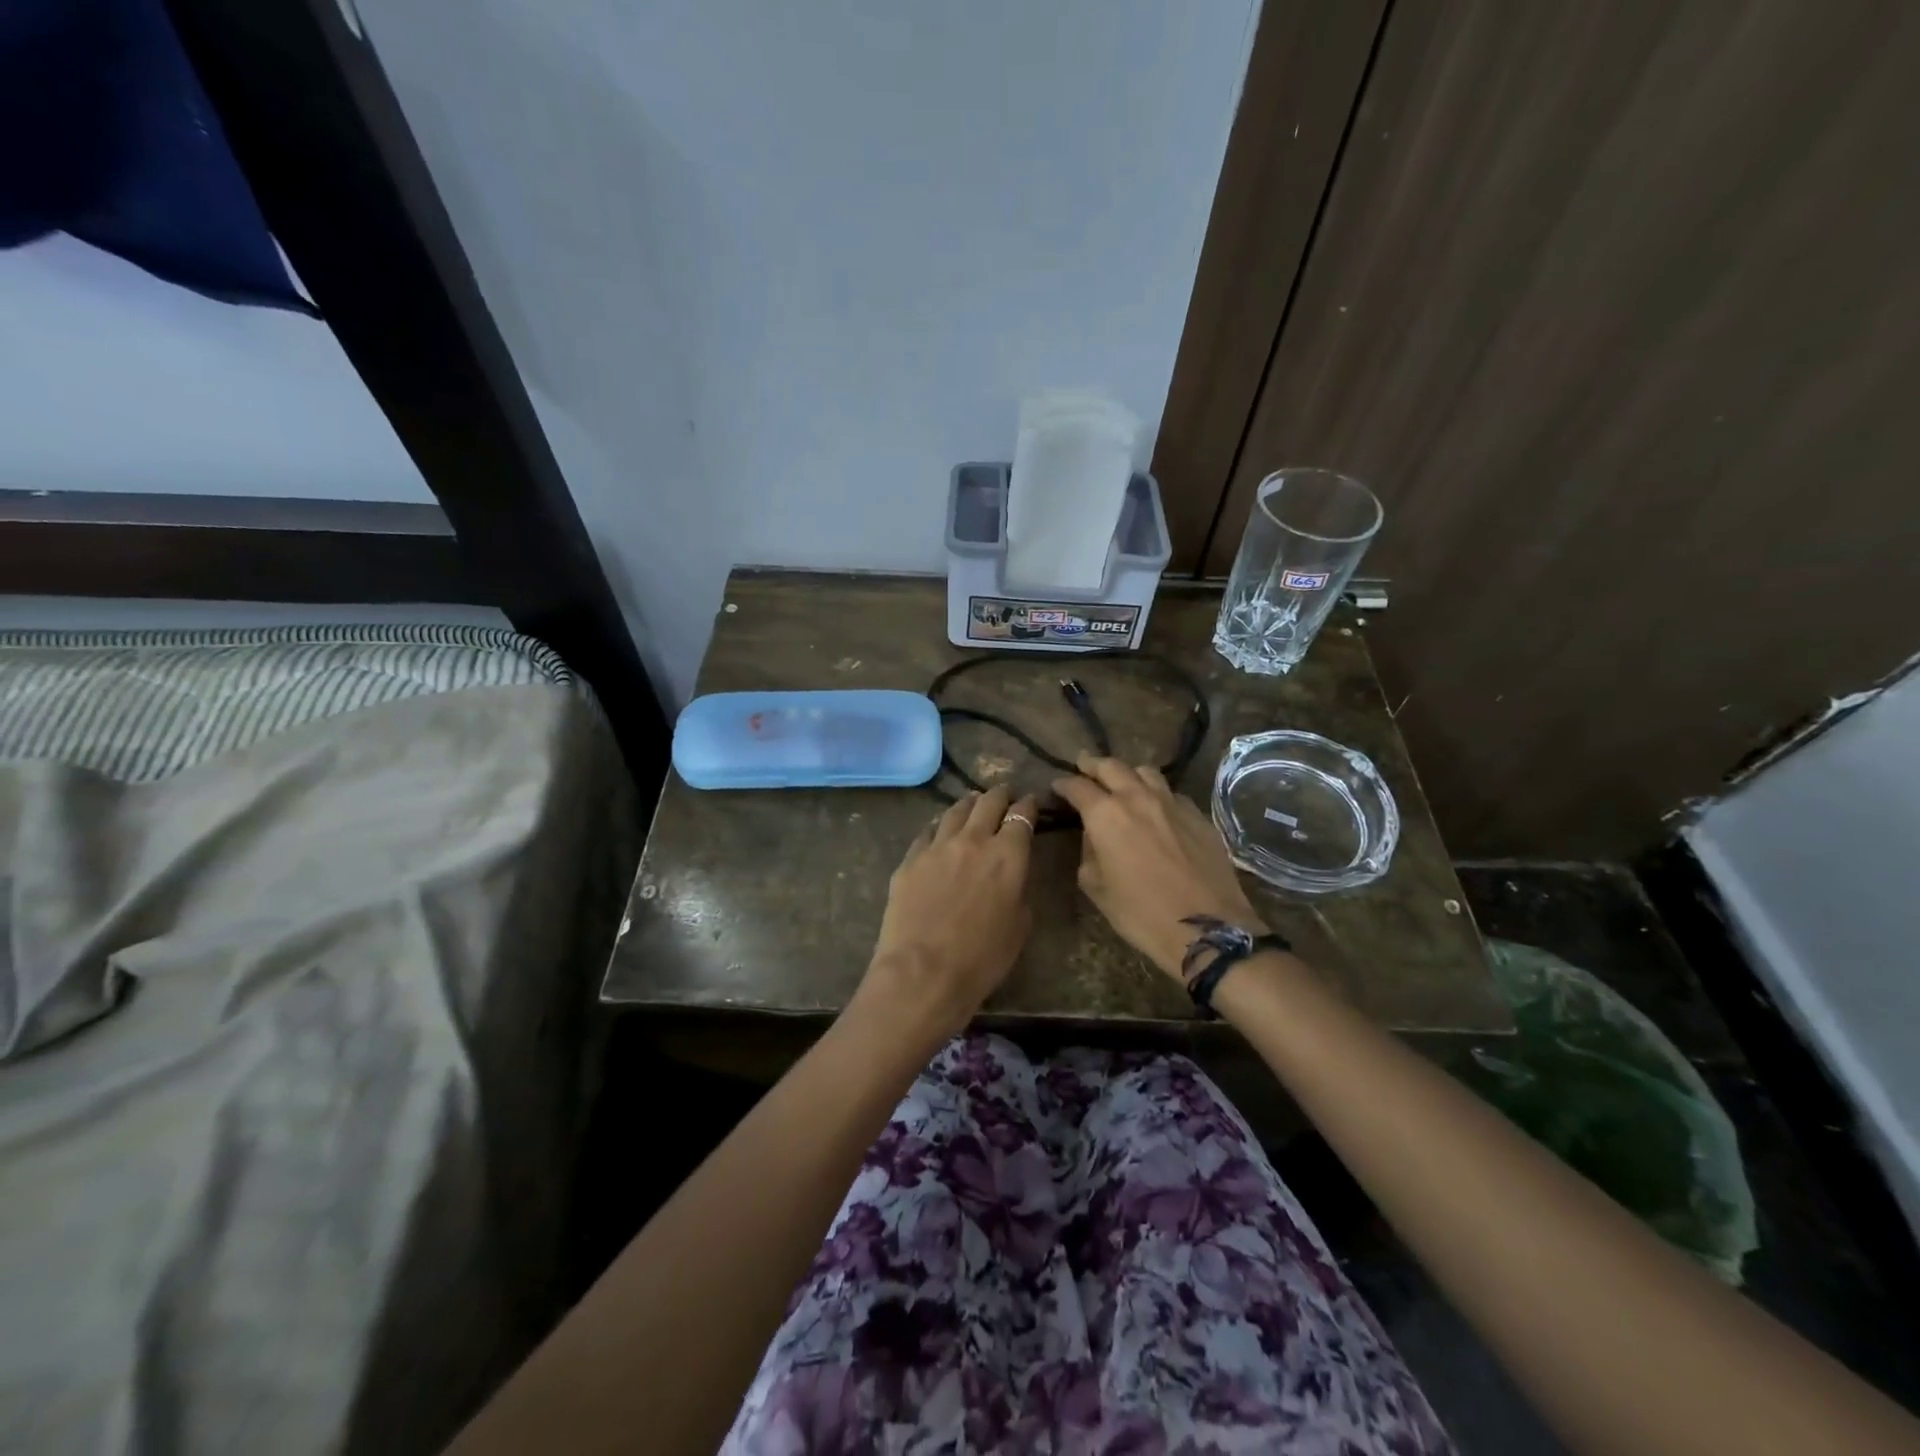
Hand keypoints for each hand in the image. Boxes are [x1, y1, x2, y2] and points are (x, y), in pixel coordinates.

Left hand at [856, 785, 1039, 1042]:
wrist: (923, 973)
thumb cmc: (981, 959)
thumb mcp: (1019, 927)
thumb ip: (1019, 890)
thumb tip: (1010, 876)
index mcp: (1008, 855)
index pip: (1022, 816)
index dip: (1028, 805)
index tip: (1030, 802)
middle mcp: (973, 840)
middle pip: (988, 802)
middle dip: (1000, 794)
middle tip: (1004, 794)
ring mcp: (937, 846)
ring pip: (955, 811)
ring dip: (969, 804)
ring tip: (973, 802)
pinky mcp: (910, 859)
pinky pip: (928, 833)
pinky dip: (939, 827)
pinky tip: (939, 830)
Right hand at [1052, 754, 1265, 980]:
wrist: (1207, 927)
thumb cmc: (1142, 913)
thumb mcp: (1097, 888)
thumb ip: (1089, 854)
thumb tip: (1094, 839)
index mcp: (1106, 814)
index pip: (1078, 787)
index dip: (1064, 784)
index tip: (1057, 786)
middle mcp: (1138, 798)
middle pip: (1112, 767)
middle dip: (1093, 765)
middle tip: (1084, 765)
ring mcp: (1172, 803)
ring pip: (1146, 772)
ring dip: (1128, 773)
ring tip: (1123, 781)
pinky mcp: (1198, 815)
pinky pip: (1172, 793)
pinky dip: (1157, 793)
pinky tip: (1158, 808)